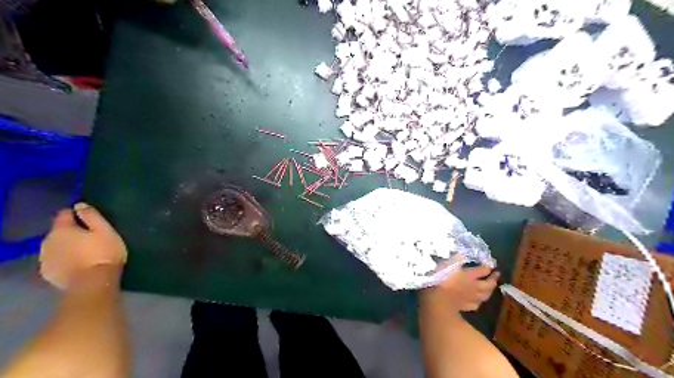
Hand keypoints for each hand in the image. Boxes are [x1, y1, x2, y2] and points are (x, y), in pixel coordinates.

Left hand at [40, 204, 127, 289]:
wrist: (93, 282)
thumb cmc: (104, 252)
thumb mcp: (105, 230)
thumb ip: (92, 216)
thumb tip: (80, 205)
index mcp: (62, 229)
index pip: (64, 214)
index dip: (76, 214)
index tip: (90, 219)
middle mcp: (48, 241)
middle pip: (59, 231)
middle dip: (71, 232)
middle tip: (91, 237)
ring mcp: (45, 259)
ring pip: (56, 246)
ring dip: (67, 246)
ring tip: (85, 251)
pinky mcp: (48, 273)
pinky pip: (55, 260)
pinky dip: (64, 259)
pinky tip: (77, 263)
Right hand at [420, 257, 499, 312]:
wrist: (438, 300)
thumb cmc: (440, 279)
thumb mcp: (446, 265)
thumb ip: (455, 260)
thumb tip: (462, 255)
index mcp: (470, 275)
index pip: (483, 270)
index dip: (488, 267)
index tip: (491, 264)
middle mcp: (474, 286)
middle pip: (489, 284)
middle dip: (493, 279)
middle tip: (497, 274)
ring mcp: (471, 298)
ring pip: (485, 295)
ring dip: (489, 291)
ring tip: (491, 288)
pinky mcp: (466, 307)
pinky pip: (476, 304)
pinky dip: (479, 301)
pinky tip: (478, 300)